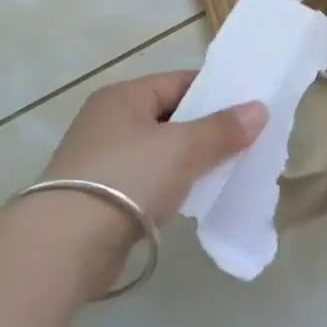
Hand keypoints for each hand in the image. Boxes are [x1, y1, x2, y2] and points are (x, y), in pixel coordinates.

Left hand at [31, 72, 265, 283]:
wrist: (67, 244)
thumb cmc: (128, 178)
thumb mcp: (183, 148)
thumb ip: (222, 129)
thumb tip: (259, 109)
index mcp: (123, 97)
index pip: (178, 82)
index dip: (215, 93)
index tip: (249, 109)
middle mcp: (108, 121)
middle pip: (169, 117)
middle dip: (205, 130)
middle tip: (245, 144)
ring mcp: (100, 159)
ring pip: (159, 152)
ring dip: (189, 161)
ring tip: (227, 172)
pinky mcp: (100, 196)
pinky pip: (147, 181)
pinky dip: (170, 186)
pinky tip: (192, 199)